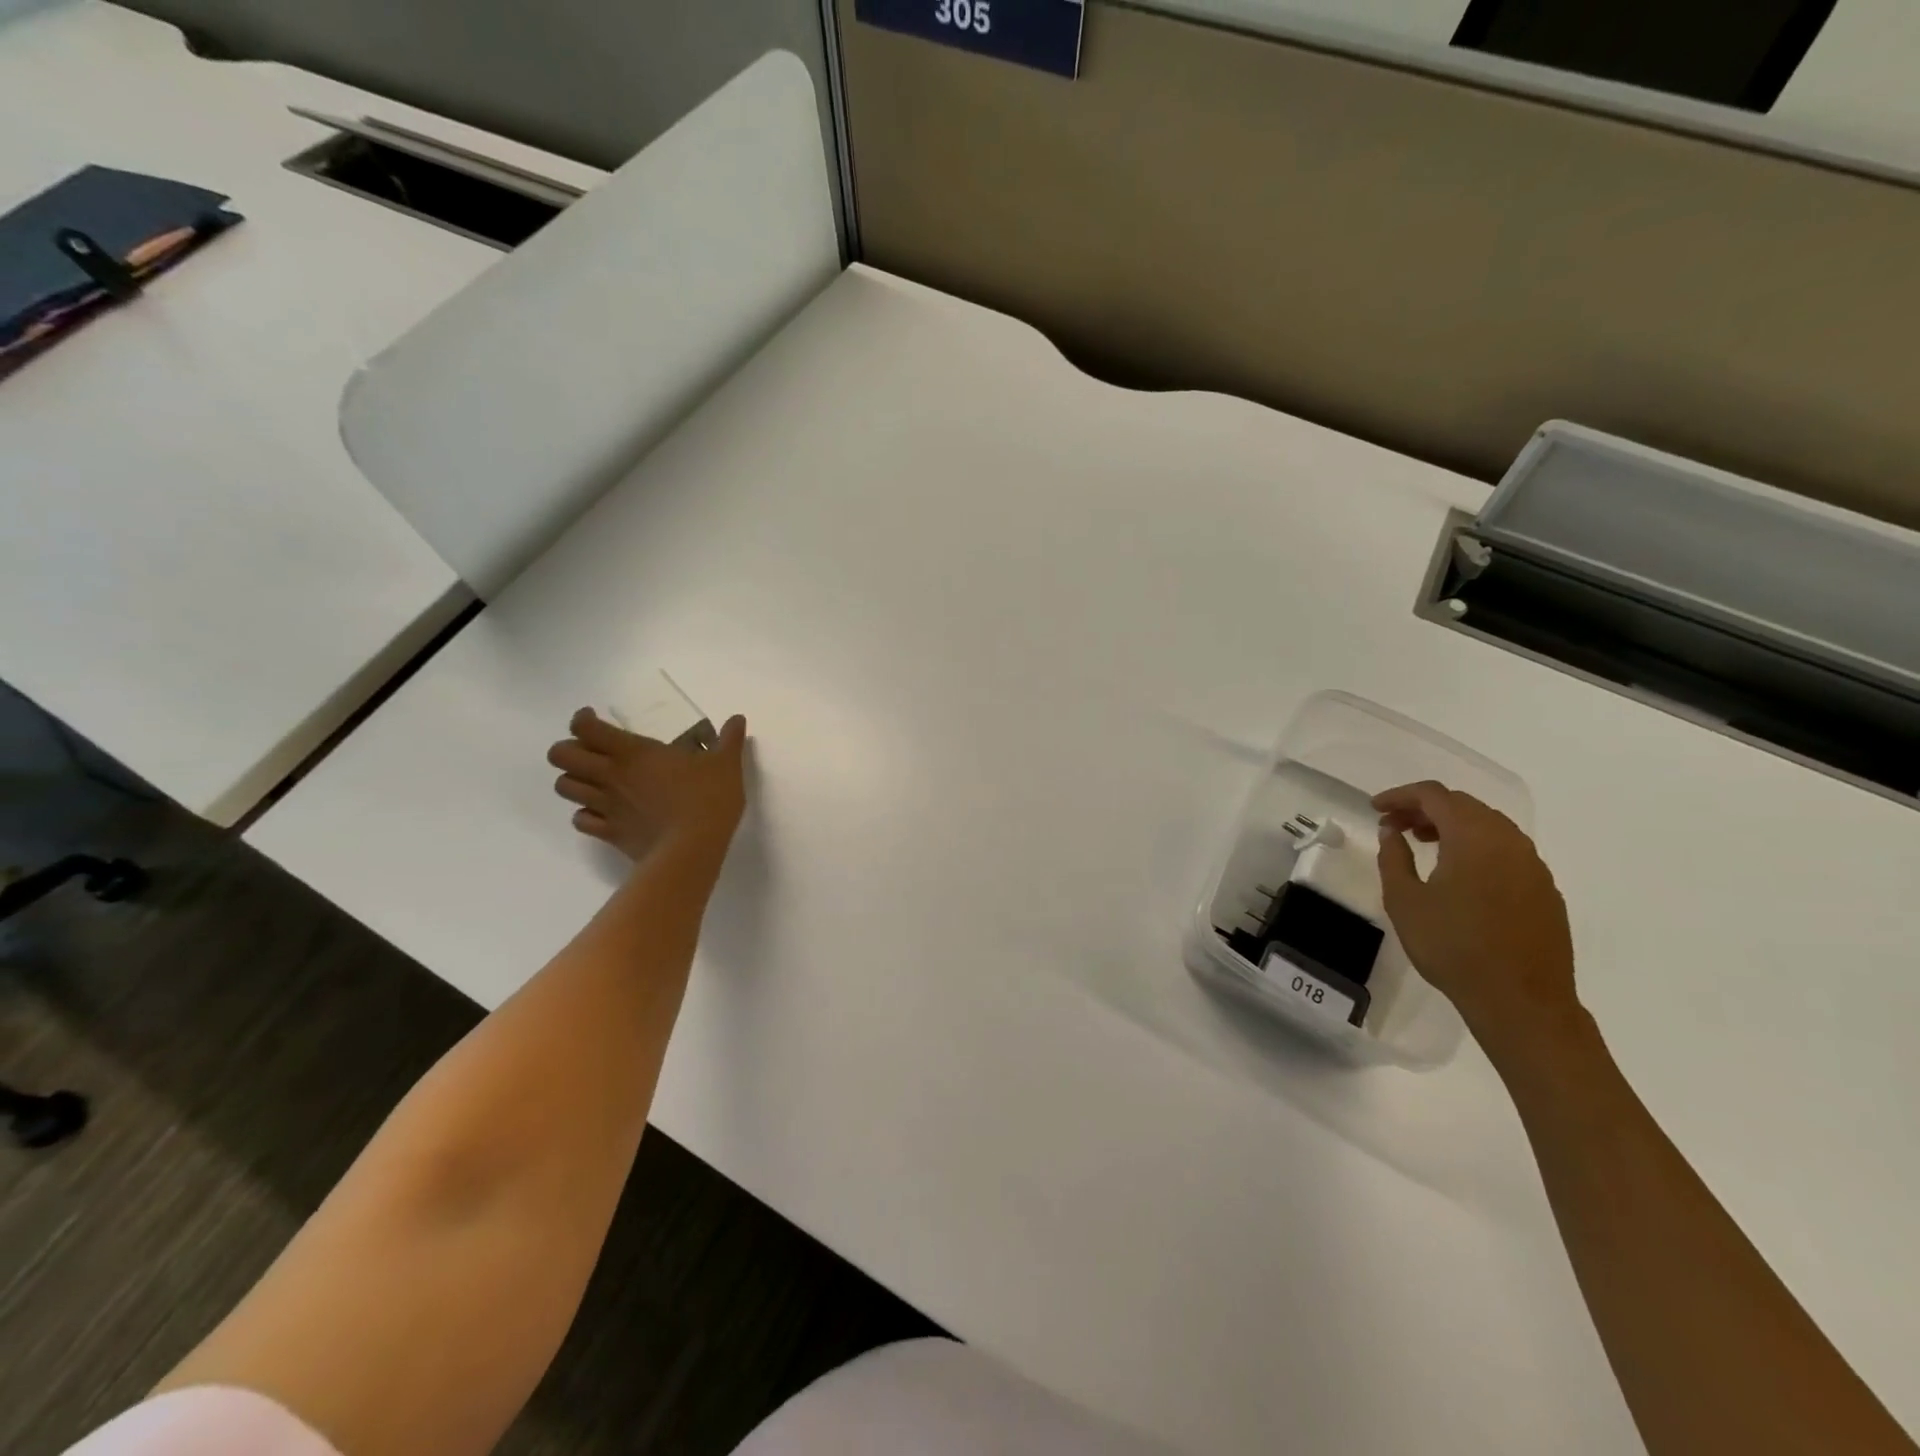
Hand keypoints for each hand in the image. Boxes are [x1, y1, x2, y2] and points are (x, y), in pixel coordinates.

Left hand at [547, 709, 747, 862]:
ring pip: (564, 787)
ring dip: (574, 781)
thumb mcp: (726, 764)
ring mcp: (605, 806)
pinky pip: (581, 820)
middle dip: (569, 750)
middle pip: (560, 756)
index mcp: (633, 752)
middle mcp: (610, 775)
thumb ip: (729, 740)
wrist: (692, 850)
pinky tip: (604, 813)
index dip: (583, 720)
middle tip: (592, 752)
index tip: (595, 719)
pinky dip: (585, 814)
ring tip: (595, 781)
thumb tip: (738, 719)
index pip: (585, 728)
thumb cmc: (708, 799)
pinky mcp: (608, 833)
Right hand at [1373, 781, 1581, 1058]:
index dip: (1400, 796)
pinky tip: (1459, 872)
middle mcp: (1509, 841)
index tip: (1375, 808)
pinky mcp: (1545, 890)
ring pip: (1489, 826)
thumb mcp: (1405, 901)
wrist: (1522, 1002)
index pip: (1434, 796)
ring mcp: (1533, 866)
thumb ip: (1394, 858)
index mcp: (1474, 837)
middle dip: (1425, 808)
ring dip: (1452, 826)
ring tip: (1422, 844)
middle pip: (1464, 805)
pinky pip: (1506, 850)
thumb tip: (1392, 831)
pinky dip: (1476, 846)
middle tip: (1393, 825)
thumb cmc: (1453, 947)